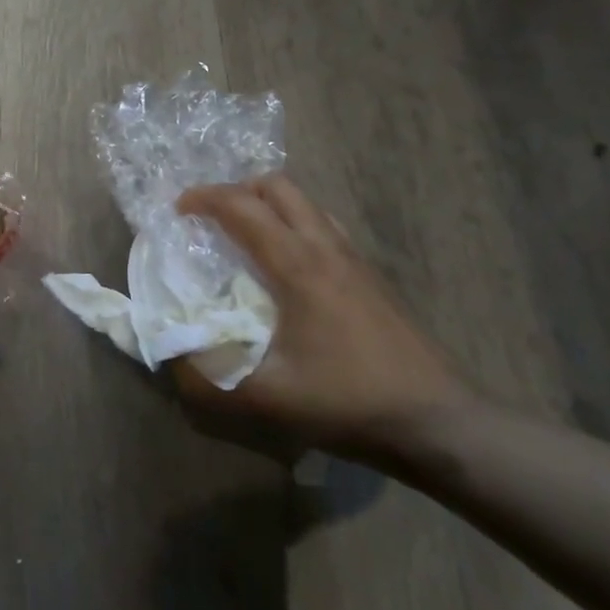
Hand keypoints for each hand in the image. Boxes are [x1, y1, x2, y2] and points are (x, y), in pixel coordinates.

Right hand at [174, 175, 471, 462]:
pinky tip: (286, 267)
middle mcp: (326, 247)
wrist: (438, 422)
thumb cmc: (348, 401)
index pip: (243, 207)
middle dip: (236, 191)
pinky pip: (323, 226)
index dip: (204, 199)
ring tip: (243, 237)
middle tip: (210, 220)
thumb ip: (207, 377)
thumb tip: (170, 355)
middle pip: (278, 187)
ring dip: (267, 205)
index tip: (177, 211)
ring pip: (305, 203)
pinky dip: (293, 225)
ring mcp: (354, 258)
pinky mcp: (371, 276)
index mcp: (298, 265)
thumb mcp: (266, 397)